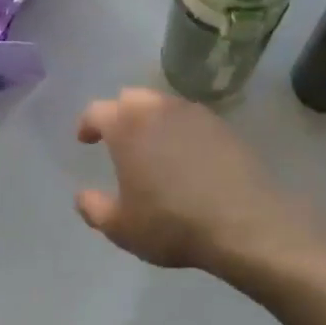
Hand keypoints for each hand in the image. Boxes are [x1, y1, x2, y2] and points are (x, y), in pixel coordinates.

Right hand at [74, 88, 297, 270]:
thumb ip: (94, 209)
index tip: (85, 139)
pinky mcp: (223, 126)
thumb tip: (82, 196)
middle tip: (118, 138)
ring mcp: (195, 114)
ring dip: (151, 118)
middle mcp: (159, 109)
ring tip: (152, 146)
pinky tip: (186, 155)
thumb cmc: (171, 223)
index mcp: (127, 126)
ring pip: (164, 104)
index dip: (87, 124)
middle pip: (132, 97)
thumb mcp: (122, 227)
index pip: (97, 111)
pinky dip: (181, 129)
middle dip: (120, 113)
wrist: (243, 223)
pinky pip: (192, 118)